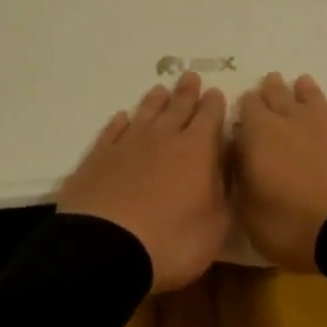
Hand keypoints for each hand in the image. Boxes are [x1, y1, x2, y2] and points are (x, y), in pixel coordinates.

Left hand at [57, 72, 229, 291]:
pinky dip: (118, 123)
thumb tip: (229, 168)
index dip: (214, 104)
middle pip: (177, 108)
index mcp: (197, 150)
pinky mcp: (97, 159)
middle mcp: (163, 138)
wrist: (105, 250)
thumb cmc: (171, 241)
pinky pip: (111, 132)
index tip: (216, 92)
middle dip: (187, 92)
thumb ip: (225, 192)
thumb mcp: (216, 226)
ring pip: (145, 114)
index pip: (210, 117)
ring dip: (154, 102)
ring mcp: (127, 146)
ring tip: (160, 90)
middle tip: (190, 76)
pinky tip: (121, 118)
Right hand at [232, 72, 326, 270]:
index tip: (244, 109)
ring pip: (312, 95)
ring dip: (304, 90)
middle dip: (272, 89)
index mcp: (260, 134)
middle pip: (278, 94)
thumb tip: (241, 160)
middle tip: (270, 82)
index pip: (247, 106)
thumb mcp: (250, 215)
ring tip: (301, 84)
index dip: (245, 106)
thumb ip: (242, 181)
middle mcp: (292, 118)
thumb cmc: (294, 224)